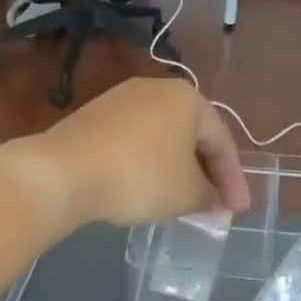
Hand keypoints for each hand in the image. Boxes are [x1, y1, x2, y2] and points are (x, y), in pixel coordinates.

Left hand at [0, 80, 250, 232]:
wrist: (63, 171)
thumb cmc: (139, 177)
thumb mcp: (186, 193)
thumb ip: (209, 196)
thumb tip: (214, 201)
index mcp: (187, 98)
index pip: (221, 141)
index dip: (233, 180)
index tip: (237, 211)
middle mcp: (155, 89)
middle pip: (191, 136)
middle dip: (205, 173)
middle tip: (213, 205)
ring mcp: (119, 100)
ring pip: (161, 140)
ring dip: (175, 171)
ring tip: (181, 201)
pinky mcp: (93, 118)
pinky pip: (133, 144)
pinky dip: (146, 166)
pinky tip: (144, 189)